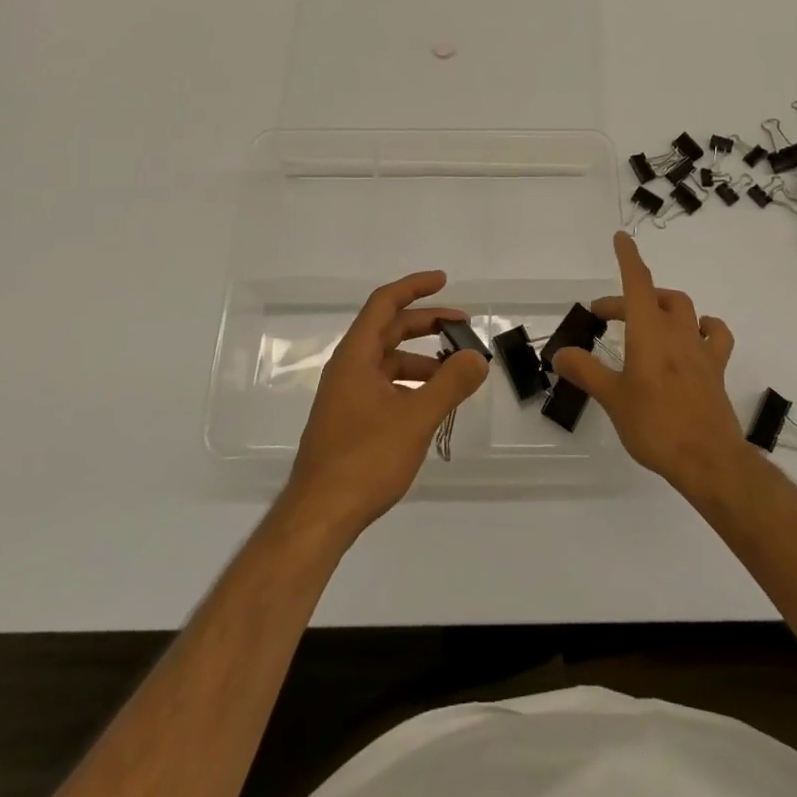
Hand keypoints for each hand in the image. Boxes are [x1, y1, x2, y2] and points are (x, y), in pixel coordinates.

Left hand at [283, 271, 488, 540]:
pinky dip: (410, 384)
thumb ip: (450, 384)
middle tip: (462, 326)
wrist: (319, 516)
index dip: (414, 287)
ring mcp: (346, 396)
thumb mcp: (416, 418)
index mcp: (355, 357)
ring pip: (388, 362)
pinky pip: (384, 386)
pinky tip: (431, 405)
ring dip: (421, 359)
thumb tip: (477, 357)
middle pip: (388, 330)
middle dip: (426, 323)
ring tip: (455, 372)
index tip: (444, 281)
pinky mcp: (349, 420)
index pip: (384, 304)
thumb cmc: (365, 459)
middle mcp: (347, 369)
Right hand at [554, 232, 751, 499]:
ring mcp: (700, 349)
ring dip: (663, 306)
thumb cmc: (655, 424)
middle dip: (628, 299)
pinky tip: (694, 336)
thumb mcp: (612, 398)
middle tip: (604, 317)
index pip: (637, 282)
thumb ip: (586, 371)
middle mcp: (677, 331)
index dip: (628, 258)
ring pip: (684, 310)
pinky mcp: (716, 370)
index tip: (621, 237)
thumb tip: (560, 354)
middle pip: (655, 297)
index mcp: (649, 331)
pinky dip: (703, 327)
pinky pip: (714, 335)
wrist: (708, 459)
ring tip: (646, 321)